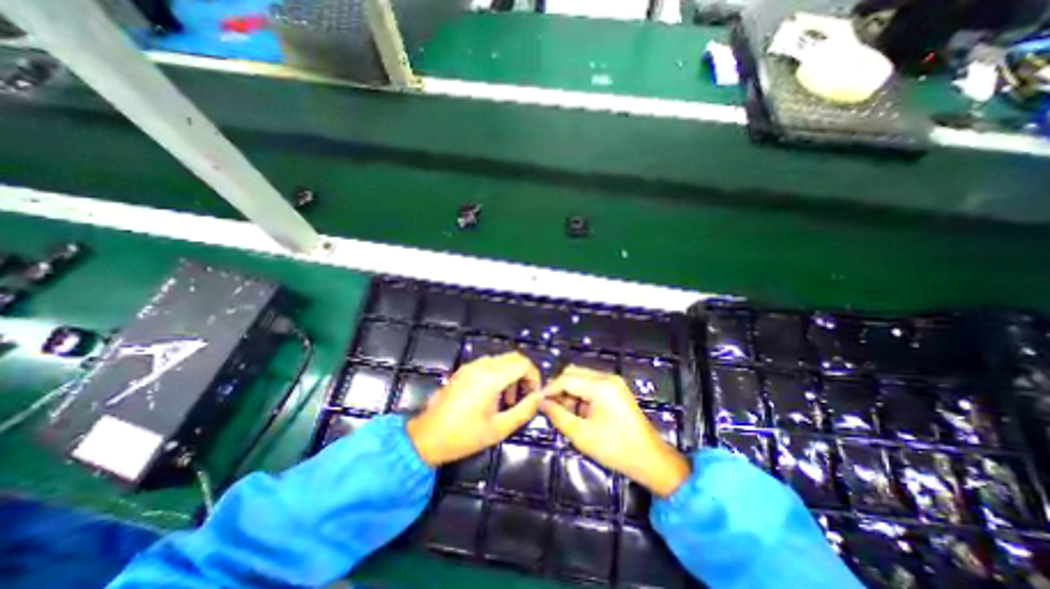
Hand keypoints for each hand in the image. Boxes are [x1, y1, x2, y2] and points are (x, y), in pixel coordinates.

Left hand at [406, 353, 541, 465]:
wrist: (426, 438)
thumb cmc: (464, 436)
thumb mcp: (499, 428)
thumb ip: (524, 410)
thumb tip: (539, 397)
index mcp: (491, 378)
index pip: (524, 364)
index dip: (535, 376)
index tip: (535, 394)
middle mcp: (482, 366)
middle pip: (514, 357)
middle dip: (525, 373)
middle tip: (525, 395)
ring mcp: (471, 366)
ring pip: (502, 359)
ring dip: (512, 373)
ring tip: (509, 399)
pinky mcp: (463, 370)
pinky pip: (489, 363)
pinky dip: (499, 373)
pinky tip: (494, 394)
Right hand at [538, 368, 695, 496]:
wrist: (650, 459)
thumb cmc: (616, 449)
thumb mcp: (582, 435)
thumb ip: (558, 415)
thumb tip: (541, 402)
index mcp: (601, 386)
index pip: (567, 379)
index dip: (550, 389)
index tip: (537, 401)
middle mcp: (607, 377)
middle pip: (574, 373)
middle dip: (560, 388)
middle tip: (551, 408)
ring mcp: (613, 382)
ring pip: (581, 377)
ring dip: (569, 391)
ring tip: (566, 413)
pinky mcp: (615, 388)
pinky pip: (590, 383)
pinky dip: (580, 394)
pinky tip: (579, 411)